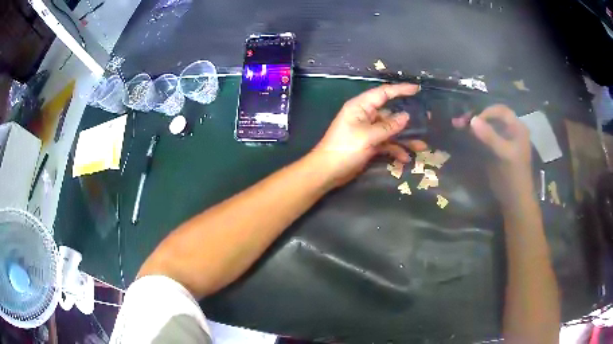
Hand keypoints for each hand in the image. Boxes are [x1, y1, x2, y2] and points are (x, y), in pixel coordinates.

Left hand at [311, 83, 426, 187]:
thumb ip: (388, 126)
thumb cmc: (344, 149)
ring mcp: (367, 131)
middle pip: (390, 114)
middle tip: (426, 121)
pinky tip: (405, 159)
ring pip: (390, 131)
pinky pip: (386, 143)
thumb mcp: (368, 137)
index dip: (400, 90)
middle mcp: (365, 116)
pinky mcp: (369, 145)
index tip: (417, 89)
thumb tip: (406, 116)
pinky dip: (395, 150)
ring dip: (404, 138)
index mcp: (361, 107)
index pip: (383, 93)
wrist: (327, 172)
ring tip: (421, 146)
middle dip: (407, 120)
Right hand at [468, 105, 532, 204]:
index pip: (501, 111)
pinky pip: (485, 138)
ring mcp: (503, 141)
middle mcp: (510, 130)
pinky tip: (465, 135)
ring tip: (458, 125)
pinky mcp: (496, 150)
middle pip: (493, 117)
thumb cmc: (514, 176)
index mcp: (517, 128)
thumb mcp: (504, 154)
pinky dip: (475, 135)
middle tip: (461, 121)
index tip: (473, 120)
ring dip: (474, 126)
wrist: (514, 200)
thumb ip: (490, 136)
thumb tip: (472, 120)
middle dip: (477, 118)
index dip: (487, 112)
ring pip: (487, 127)